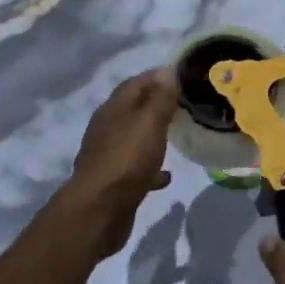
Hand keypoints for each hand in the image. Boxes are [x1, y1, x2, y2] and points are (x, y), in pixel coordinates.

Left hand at [62, 68, 177, 256]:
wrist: (98, 211)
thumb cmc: (126, 160)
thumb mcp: (149, 122)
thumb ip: (161, 98)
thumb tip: (169, 72)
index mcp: (114, 109)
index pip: (136, 82)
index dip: (158, 76)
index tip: (183, 75)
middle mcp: (108, 128)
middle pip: (134, 108)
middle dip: (157, 104)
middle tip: (185, 104)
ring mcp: (109, 156)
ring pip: (135, 137)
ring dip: (153, 134)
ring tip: (178, 134)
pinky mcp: (114, 182)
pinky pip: (136, 167)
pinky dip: (151, 166)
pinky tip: (167, 174)